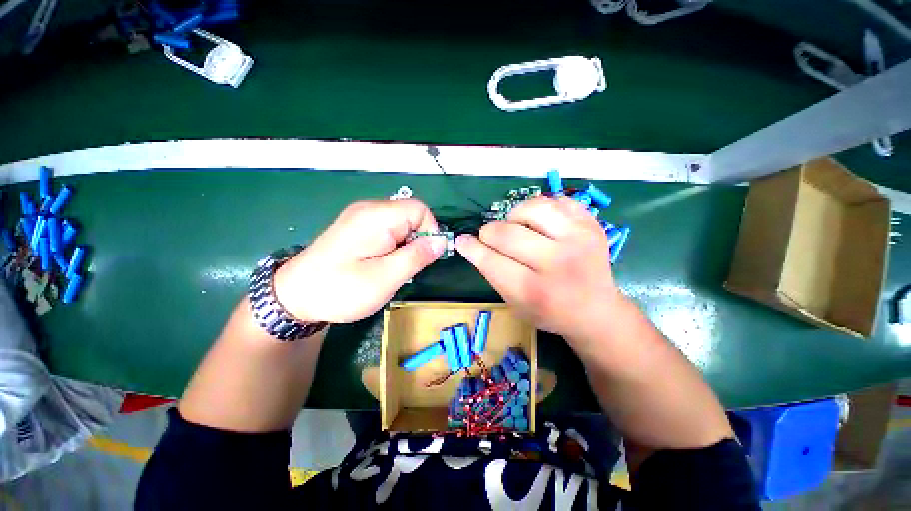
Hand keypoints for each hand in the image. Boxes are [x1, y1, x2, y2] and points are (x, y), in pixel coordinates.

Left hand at [273, 199, 446, 323]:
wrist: (293, 298)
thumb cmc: (340, 289)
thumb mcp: (385, 278)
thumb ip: (416, 256)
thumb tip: (441, 241)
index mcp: (376, 216)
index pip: (419, 209)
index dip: (429, 231)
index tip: (422, 257)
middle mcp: (368, 209)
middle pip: (410, 215)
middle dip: (416, 241)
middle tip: (402, 267)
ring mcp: (360, 216)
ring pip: (400, 224)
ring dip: (404, 245)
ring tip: (390, 268)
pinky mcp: (356, 226)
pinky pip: (387, 229)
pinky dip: (393, 245)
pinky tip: (380, 263)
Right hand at [455, 196, 622, 340]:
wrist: (596, 311)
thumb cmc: (550, 312)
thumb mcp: (515, 304)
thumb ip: (492, 274)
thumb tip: (469, 243)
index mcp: (535, 292)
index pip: (491, 261)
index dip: (471, 248)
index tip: (463, 240)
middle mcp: (558, 263)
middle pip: (507, 233)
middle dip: (488, 232)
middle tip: (489, 236)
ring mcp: (579, 239)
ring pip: (532, 208)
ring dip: (514, 215)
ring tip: (515, 225)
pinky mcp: (591, 224)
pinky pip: (556, 200)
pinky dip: (540, 207)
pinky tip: (538, 221)